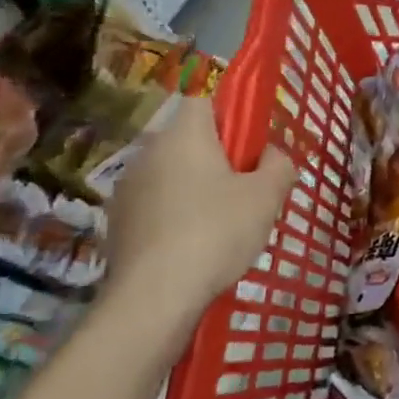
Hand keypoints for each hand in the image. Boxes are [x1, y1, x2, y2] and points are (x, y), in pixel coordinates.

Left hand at [106, 97, 296, 320]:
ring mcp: (128, 188)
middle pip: (191, 140)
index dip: (233, 115)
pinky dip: (178, 215)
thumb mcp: (267, 196)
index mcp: (184, 134)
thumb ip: (279, 164)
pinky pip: (158, 204)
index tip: (253, 146)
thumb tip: (271, 154)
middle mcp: (148, 152)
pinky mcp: (119, 222)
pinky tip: (196, 245)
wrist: (153, 297)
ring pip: (174, 174)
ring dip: (198, 187)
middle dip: (220, 158)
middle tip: (249, 189)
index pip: (205, 100)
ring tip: (225, 224)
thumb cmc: (216, 232)